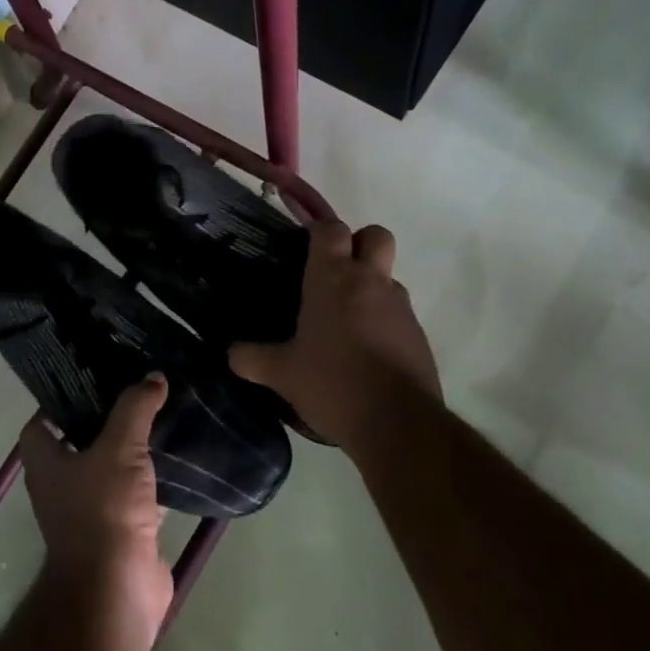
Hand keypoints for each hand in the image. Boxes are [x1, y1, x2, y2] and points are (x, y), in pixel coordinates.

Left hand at [19, 374, 173, 637]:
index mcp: (46, 463)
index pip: (40, 423)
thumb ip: (135, 409)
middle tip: (134, 390)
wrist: (118, 589)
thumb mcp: (119, 448)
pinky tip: (175, 457)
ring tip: (158, 414)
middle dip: (104, 418)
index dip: (59, 400)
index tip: (91, 378)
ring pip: (110, 467)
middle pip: (78, 442)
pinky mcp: (122, 529)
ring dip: (130, 447)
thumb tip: (153, 376)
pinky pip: (136, 493)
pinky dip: (151, 478)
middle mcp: (62, 485)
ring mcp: (91, 510)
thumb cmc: (104, 511)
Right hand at [229, 221, 440, 450]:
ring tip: (343, 321)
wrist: (397, 423)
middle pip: (375, 235)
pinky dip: (382, 321)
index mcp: (333, 278)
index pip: (330, 228)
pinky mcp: (418, 335)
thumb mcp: (281, 374)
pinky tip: (362, 352)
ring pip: (387, 276)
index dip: (317, 227)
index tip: (302, 241)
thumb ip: (251, 358)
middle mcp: (370, 281)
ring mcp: (400, 307)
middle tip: (334, 270)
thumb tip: (231, 353)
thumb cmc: (332, 383)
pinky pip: (398, 313)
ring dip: (369, 286)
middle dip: (357, 242)